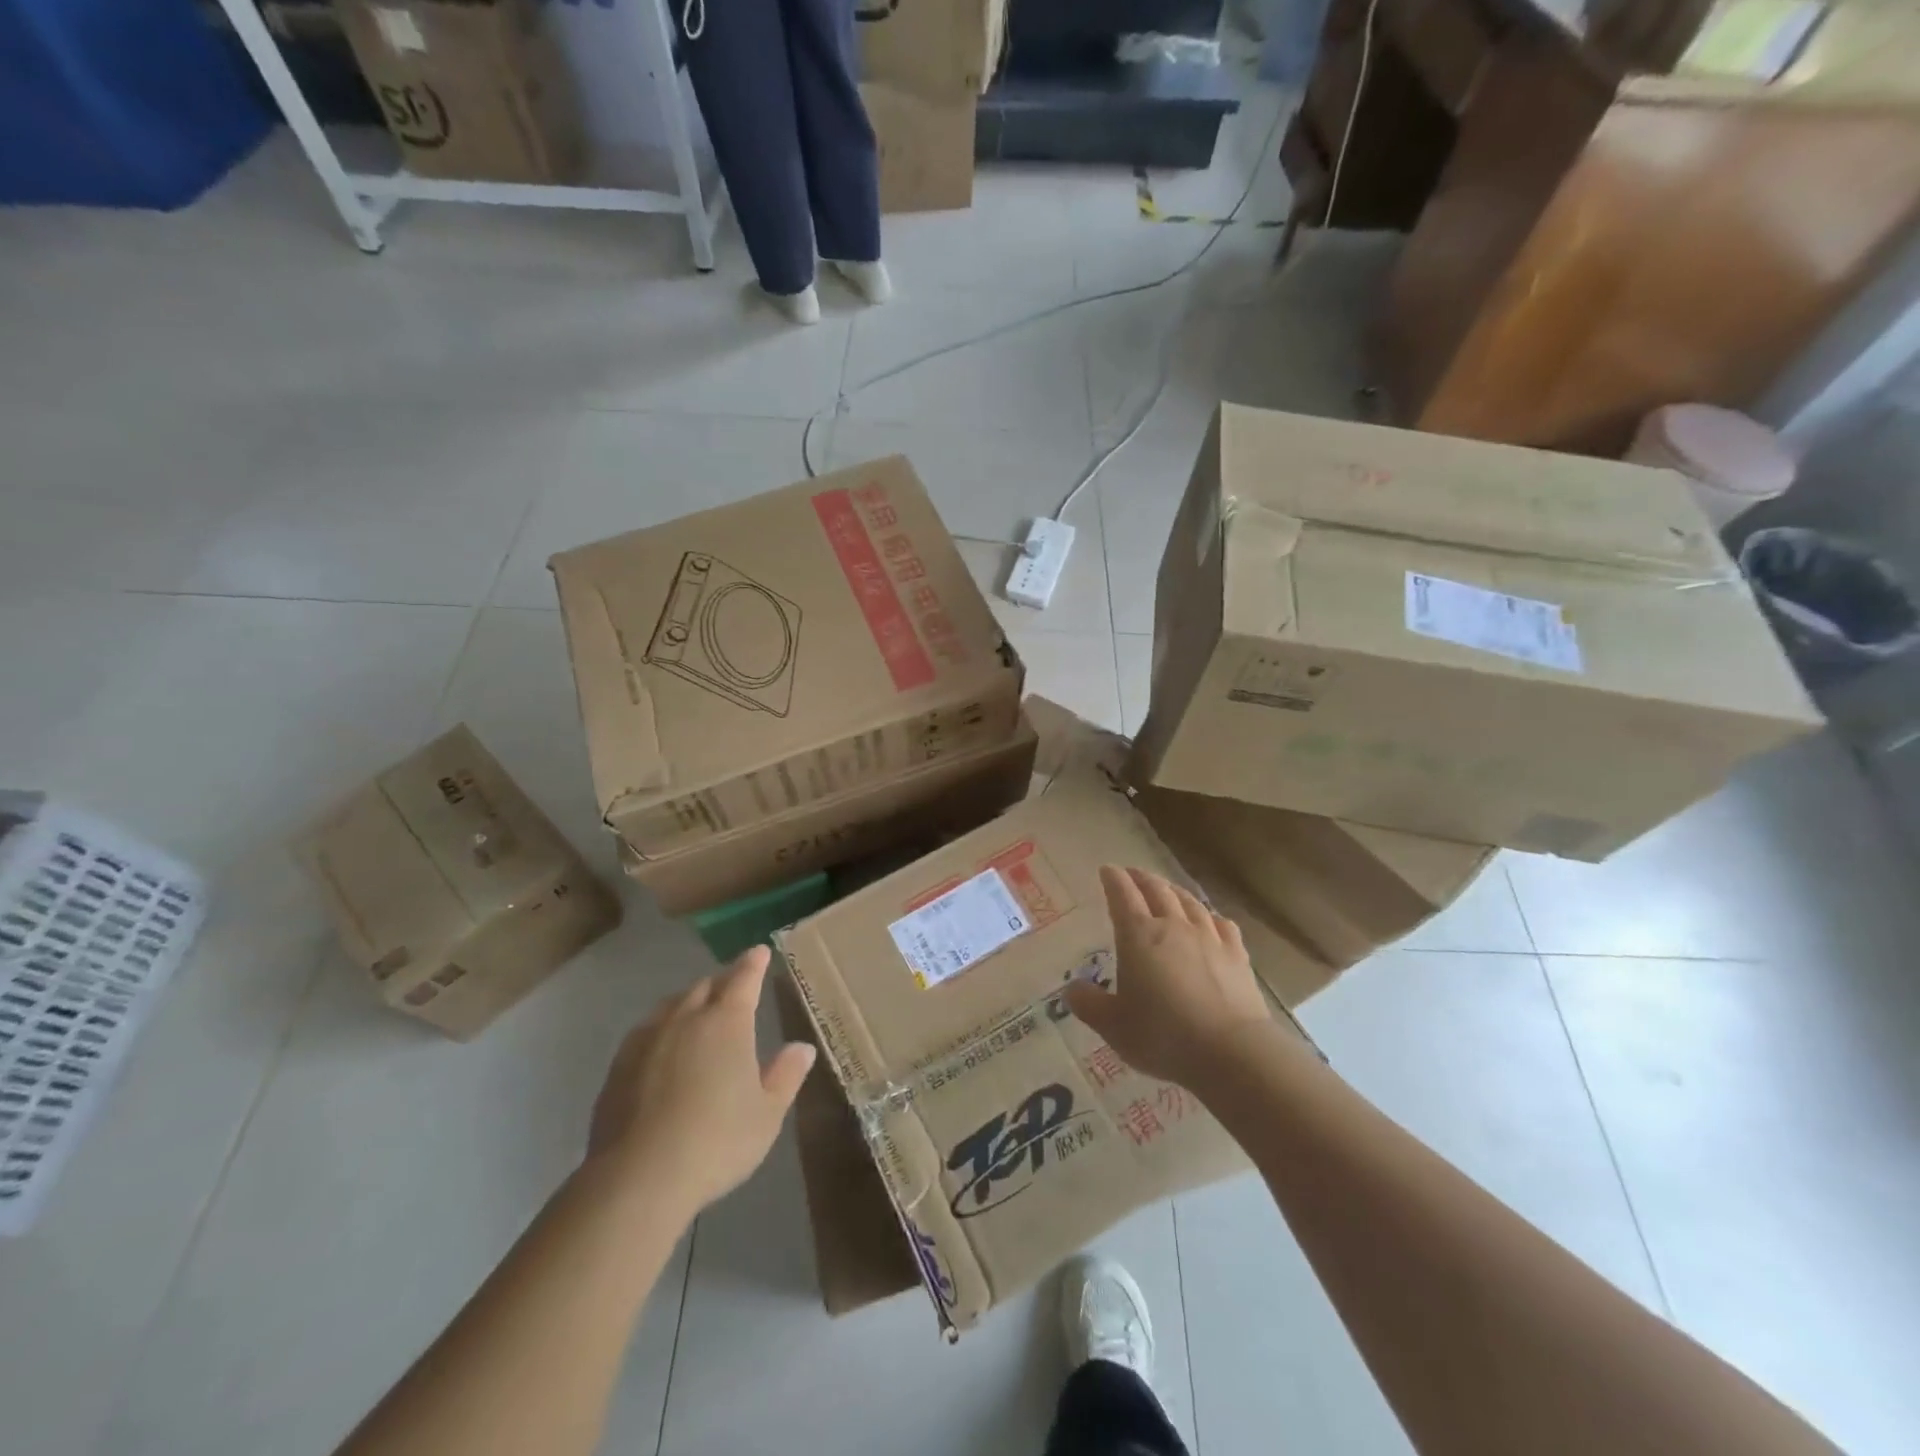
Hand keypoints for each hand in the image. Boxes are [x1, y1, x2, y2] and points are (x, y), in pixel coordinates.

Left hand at [585, 946, 815, 1215]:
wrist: (638, 1178)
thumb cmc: (716, 1142)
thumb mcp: (767, 1114)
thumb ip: (786, 1076)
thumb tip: (802, 1047)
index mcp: (727, 1023)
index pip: (743, 979)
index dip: (753, 964)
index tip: (759, 951)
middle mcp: (686, 1018)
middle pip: (705, 987)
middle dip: (722, 983)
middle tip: (733, 989)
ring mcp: (648, 1038)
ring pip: (672, 1004)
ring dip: (690, 1001)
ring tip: (697, 1012)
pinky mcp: (619, 1064)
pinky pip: (646, 1029)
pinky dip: (662, 1026)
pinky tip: (662, 1045)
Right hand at [1066, 866, 1272, 1088]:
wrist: (1230, 1051)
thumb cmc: (1163, 1036)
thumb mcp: (1113, 1026)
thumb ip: (1089, 1004)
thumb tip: (1071, 989)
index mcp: (1138, 936)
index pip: (1122, 895)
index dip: (1113, 879)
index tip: (1106, 870)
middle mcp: (1173, 926)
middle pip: (1156, 890)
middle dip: (1141, 878)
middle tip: (1132, 873)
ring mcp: (1209, 937)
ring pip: (1189, 902)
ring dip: (1173, 890)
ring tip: (1166, 888)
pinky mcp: (1237, 954)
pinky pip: (1222, 924)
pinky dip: (1210, 916)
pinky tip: (1210, 919)